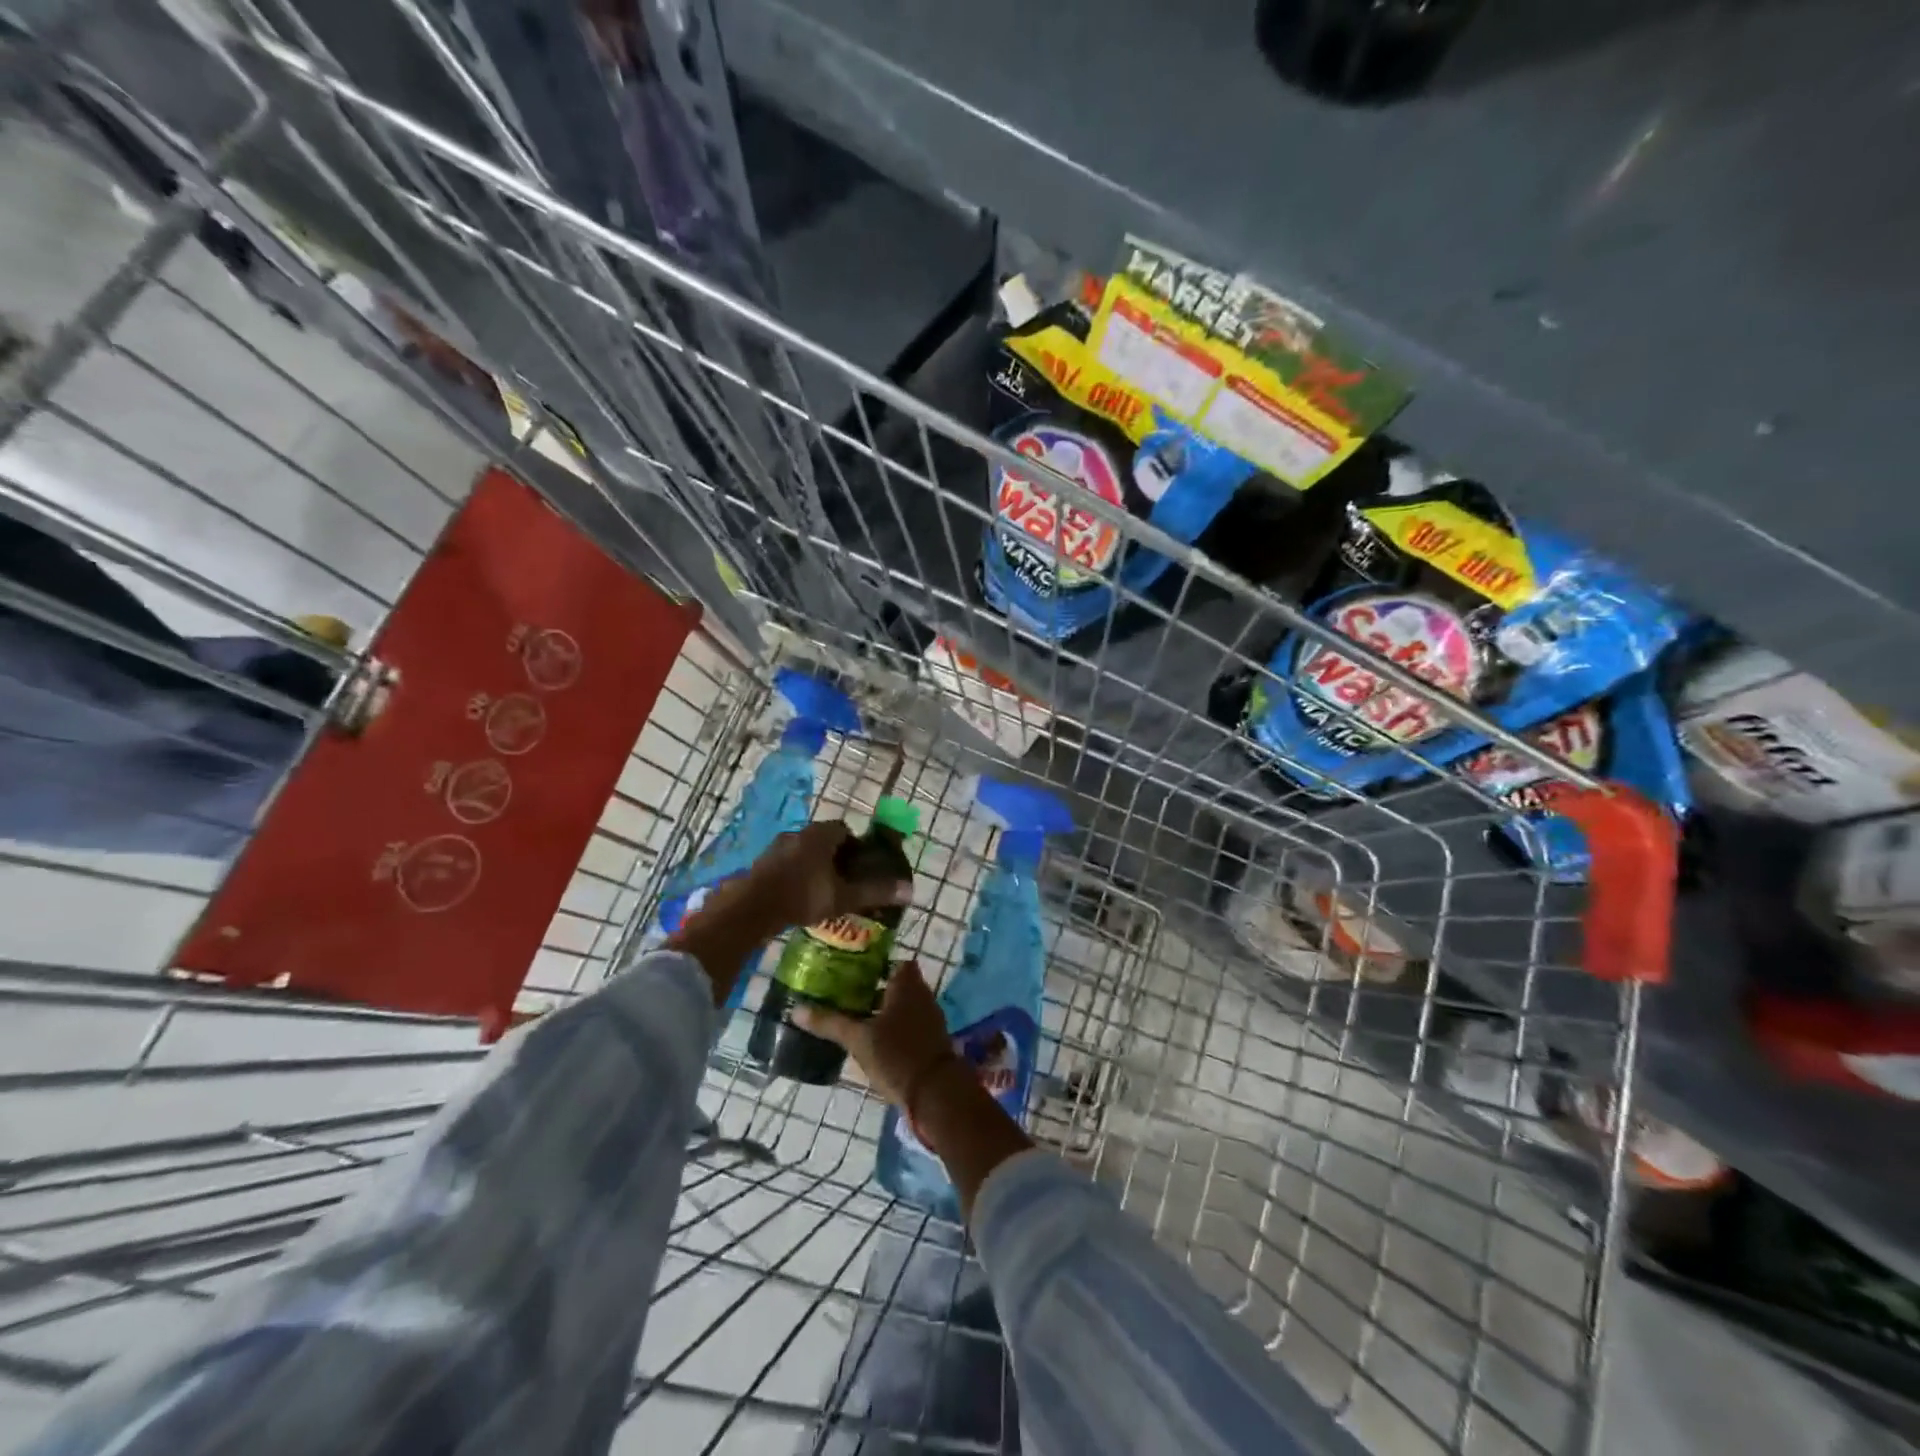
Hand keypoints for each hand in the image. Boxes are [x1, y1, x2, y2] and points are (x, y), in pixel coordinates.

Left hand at [740, 821, 912, 934]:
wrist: (752, 908)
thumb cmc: (803, 896)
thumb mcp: (843, 896)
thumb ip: (874, 892)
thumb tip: (909, 890)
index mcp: (820, 834)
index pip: (844, 829)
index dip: (854, 846)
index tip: (859, 866)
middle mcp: (798, 833)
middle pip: (823, 839)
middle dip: (834, 856)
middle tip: (843, 880)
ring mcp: (776, 847)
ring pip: (802, 851)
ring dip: (812, 865)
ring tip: (821, 890)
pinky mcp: (761, 862)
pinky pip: (786, 863)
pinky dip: (795, 874)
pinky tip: (798, 896)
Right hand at [793, 960, 957, 1108]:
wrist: (936, 1093)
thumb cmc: (897, 1054)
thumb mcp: (859, 1039)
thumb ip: (830, 1022)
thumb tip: (796, 1009)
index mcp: (907, 984)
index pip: (895, 962)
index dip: (876, 964)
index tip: (852, 972)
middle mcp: (921, 995)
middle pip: (896, 984)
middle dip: (874, 989)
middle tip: (845, 995)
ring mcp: (928, 1018)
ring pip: (902, 1006)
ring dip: (882, 1010)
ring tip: (853, 1018)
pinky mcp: (930, 1041)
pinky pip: (908, 1025)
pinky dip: (892, 1028)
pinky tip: (872, 1041)